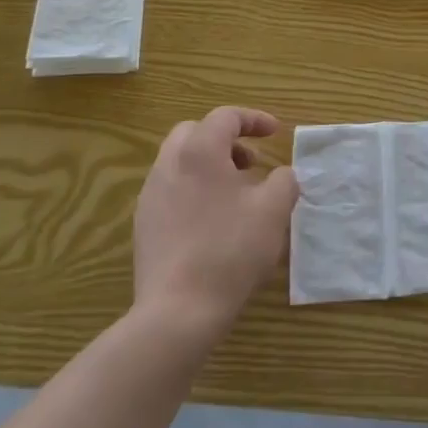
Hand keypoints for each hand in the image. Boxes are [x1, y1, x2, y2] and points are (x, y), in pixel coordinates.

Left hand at [133, 106, 298, 337]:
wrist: (178, 311)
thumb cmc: (230, 250)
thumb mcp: (273, 210)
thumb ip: (284, 181)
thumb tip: (281, 176)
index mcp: (199, 151)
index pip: (226, 116)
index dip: (254, 119)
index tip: (276, 133)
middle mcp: (168, 165)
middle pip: (195, 132)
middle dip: (226, 139)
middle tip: (251, 162)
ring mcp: (150, 196)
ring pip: (180, 162)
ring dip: (210, 165)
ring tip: (236, 194)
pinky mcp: (144, 225)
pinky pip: (171, 190)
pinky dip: (195, 189)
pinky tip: (214, 222)